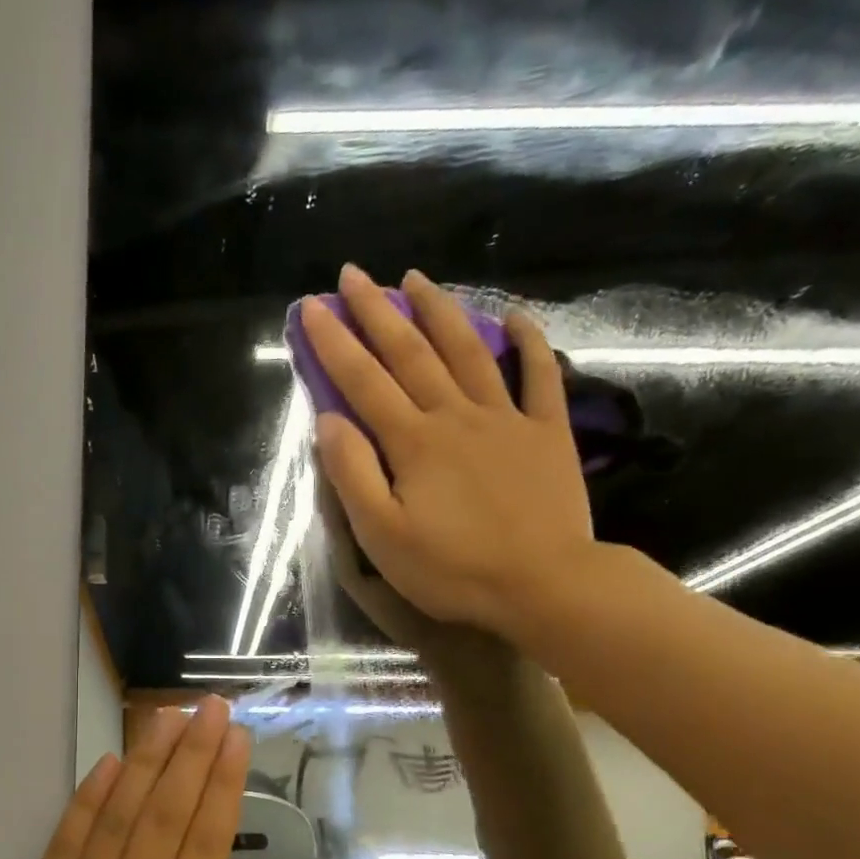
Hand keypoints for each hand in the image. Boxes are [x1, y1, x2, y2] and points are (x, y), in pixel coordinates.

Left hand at [0, 697, 268, 858]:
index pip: (202, 842)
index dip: (221, 784)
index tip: (235, 737)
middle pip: (160, 815)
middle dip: (189, 755)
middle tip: (208, 707)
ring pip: (114, 818)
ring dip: (143, 763)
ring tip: (166, 719)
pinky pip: (64, 844)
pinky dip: (86, 801)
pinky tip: (107, 768)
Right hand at [302, 264, 597, 639]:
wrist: (544, 584)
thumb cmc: (453, 569)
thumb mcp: (383, 536)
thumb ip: (352, 475)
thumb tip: (328, 421)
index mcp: (413, 442)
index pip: (364, 381)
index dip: (335, 343)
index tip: (312, 307)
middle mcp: (456, 415)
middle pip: (411, 353)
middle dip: (377, 311)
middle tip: (353, 274)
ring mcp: (506, 418)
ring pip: (469, 351)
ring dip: (440, 311)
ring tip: (417, 278)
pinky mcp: (547, 433)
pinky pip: (539, 376)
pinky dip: (529, 342)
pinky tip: (516, 317)